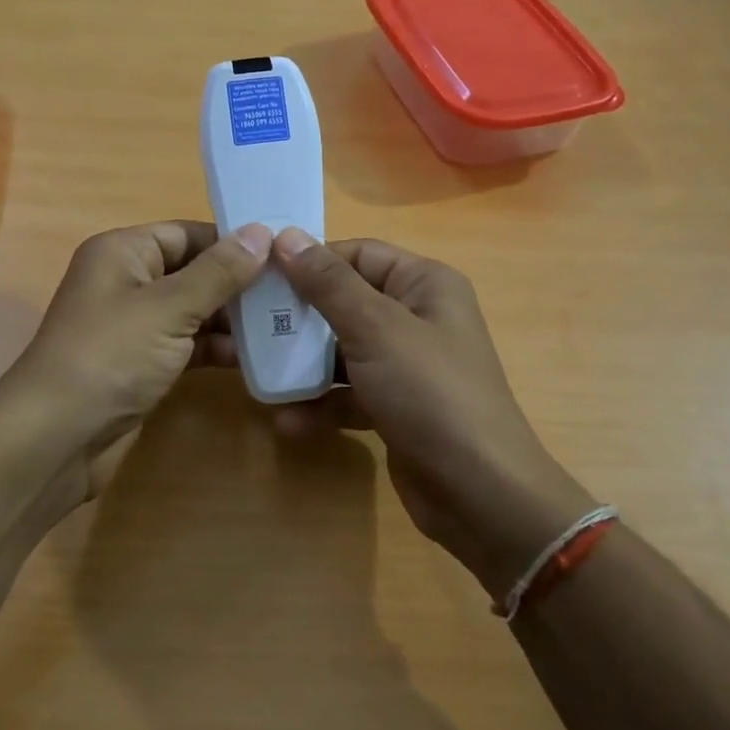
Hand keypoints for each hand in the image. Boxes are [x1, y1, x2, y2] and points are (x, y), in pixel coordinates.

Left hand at [3, 219, 272, 507]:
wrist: (58, 437)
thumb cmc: (111, 356)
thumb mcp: (169, 307)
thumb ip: (218, 272)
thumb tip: (262, 232)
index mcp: (123, 252)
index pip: (187, 233)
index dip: (233, 242)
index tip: (284, 253)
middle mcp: (127, 282)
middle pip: (193, 271)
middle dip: (238, 284)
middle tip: (293, 292)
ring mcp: (134, 326)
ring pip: (193, 311)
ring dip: (232, 319)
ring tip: (284, 324)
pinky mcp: (141, 364)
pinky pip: (186, 345)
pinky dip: (215, 349)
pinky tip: (254, 357)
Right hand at [269, 229, 599, 601]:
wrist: (480, 494)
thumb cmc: (430, 393)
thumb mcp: (376, 329)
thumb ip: (329, 284)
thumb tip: (286, 236)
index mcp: (424, 285)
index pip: (358, 255)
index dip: (311, 261)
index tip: (260, 275)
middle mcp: (417, 318)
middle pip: (345, 302)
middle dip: (298, 317)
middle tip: (249, 326)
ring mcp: (406, 366)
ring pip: (342, 351)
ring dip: (303, 365)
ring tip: (260, 375)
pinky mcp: (395, 407)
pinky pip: (350, 393)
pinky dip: (322, 404)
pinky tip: (287, 421)